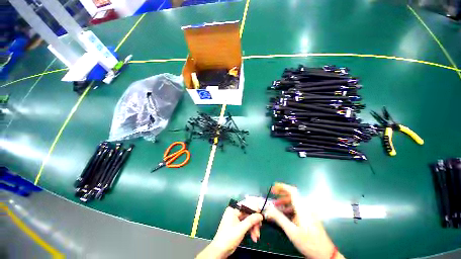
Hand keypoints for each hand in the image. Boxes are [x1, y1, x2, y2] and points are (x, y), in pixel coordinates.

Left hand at [196, 207, 262, 258]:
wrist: (220, 250)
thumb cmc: (229, 237)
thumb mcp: (241, 229)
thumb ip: (251, 220)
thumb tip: (260, 215)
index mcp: (233, 209)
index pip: (246, 205)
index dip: (254, 210)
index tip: (261, 217)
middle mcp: (234, 212)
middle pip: (248, 214)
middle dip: (254, 223)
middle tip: (259, 231)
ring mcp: (236, 219)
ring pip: (248, 220)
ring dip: (253, 228)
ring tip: (256, 237)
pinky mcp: (238, 225)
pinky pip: (246, 225)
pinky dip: (251, 230)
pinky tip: (254, 238)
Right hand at [264, 183, 343, 258]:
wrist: (326, 254)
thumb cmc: (309, 242)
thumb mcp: (292, 231)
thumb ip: (279, 218)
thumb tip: (268, 209)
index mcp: (302, 208)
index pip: (292, 191)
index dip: (283, 187)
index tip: (274, 186)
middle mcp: (306, 207)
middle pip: (293, 195)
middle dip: (282, 192)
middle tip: (273, 193)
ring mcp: (308, 212)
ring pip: (295, 201)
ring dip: (284, 201)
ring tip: (275, 204)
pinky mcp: (309, 217)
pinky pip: (297, 207)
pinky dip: (289, 207)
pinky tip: (283, 213)